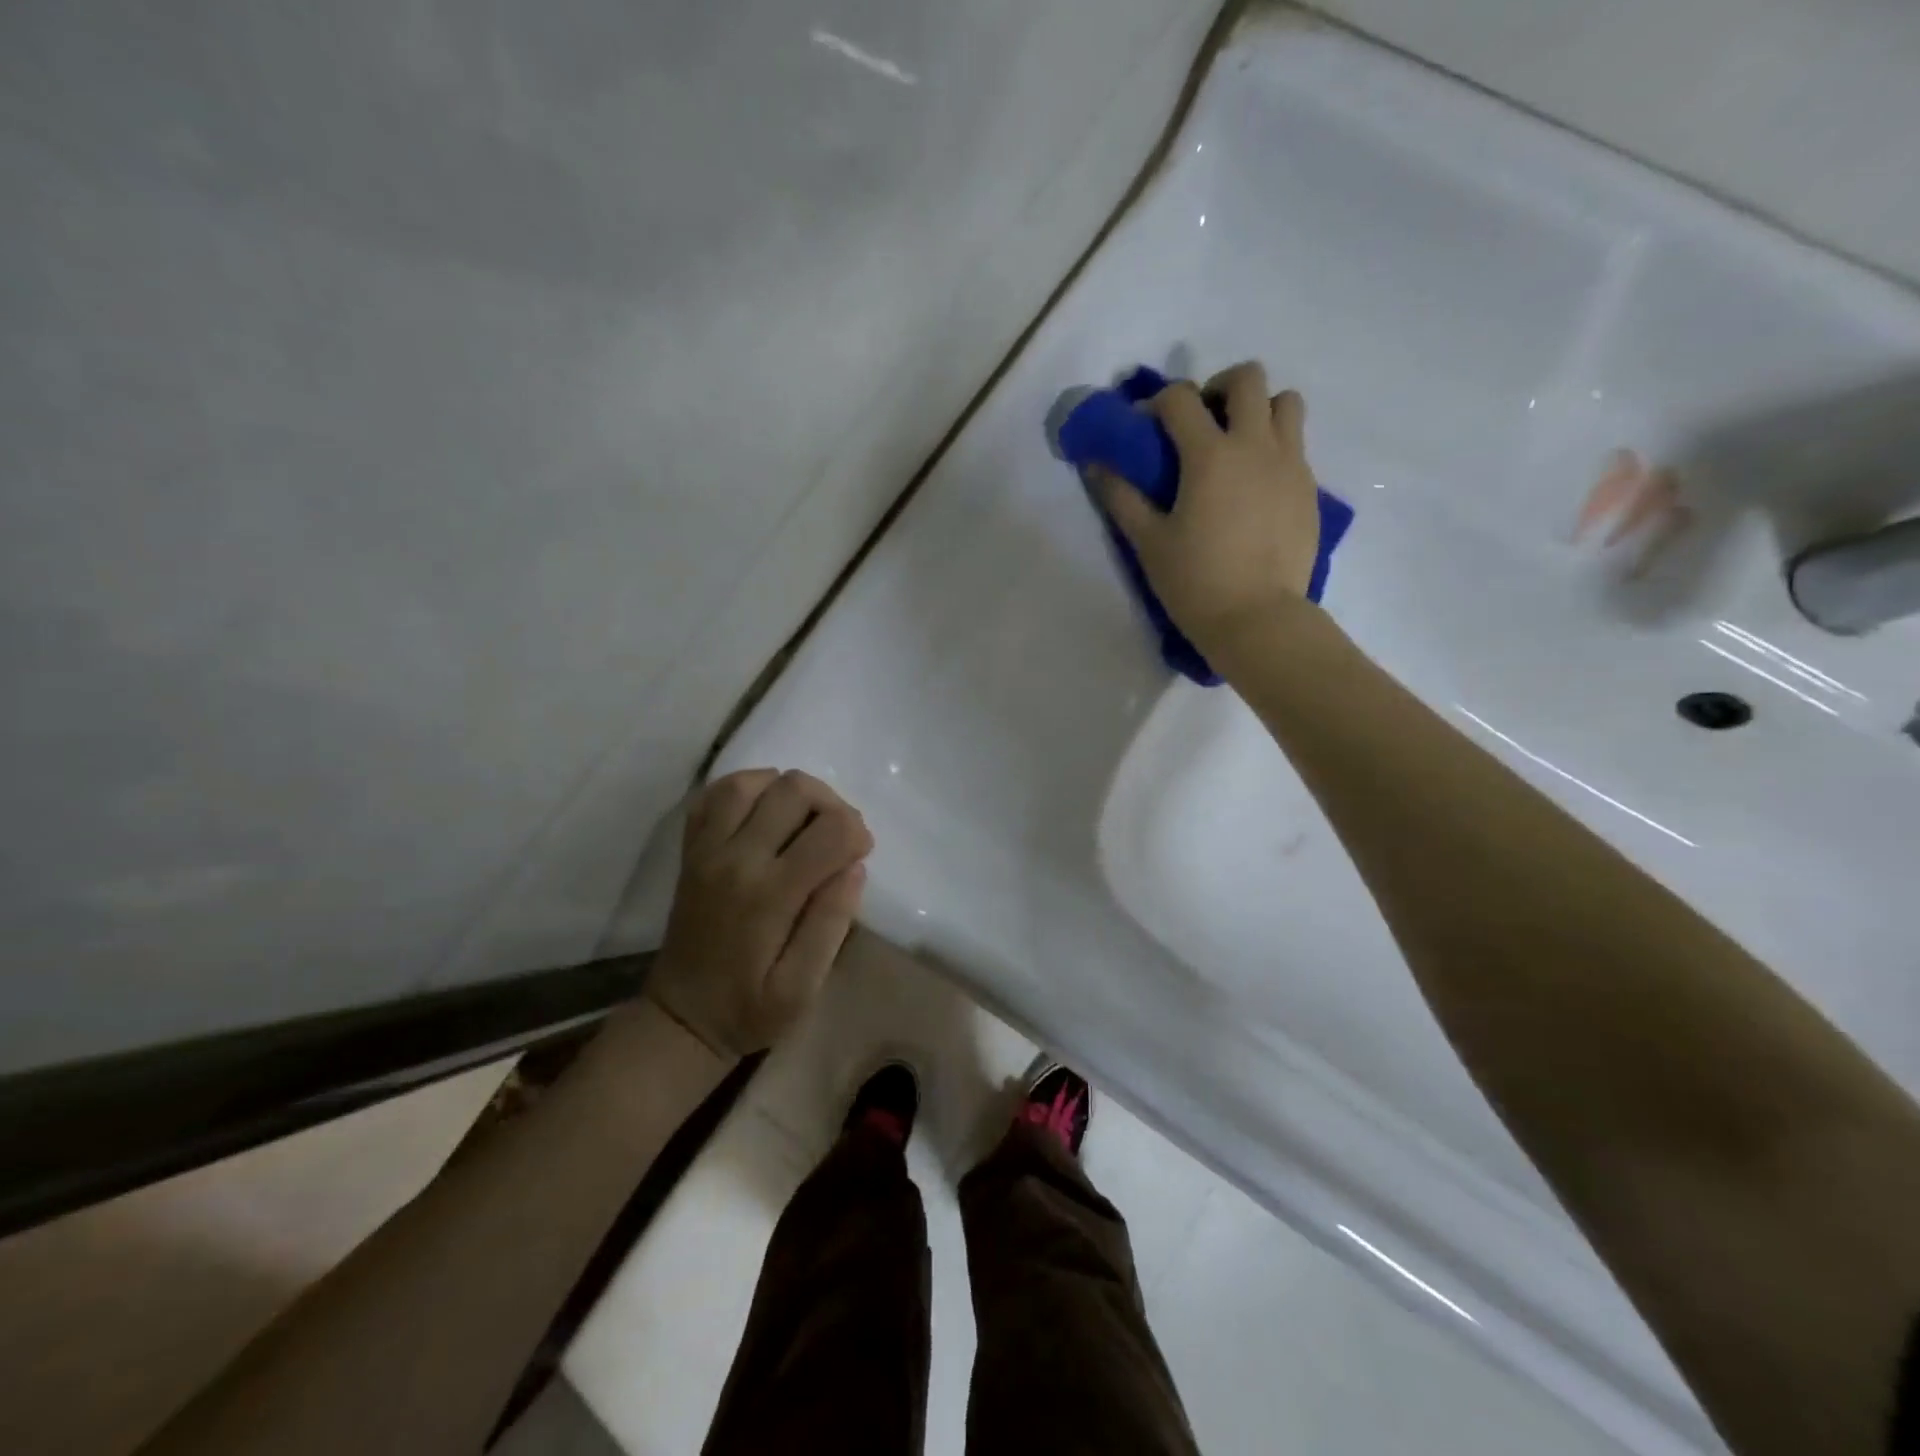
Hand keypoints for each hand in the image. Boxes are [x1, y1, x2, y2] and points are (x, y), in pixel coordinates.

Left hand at [644, 769, 872, 1059]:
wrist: (681, 1018)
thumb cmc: (749, 1010)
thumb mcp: (802, 989)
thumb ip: (831, 925)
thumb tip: (853, 868)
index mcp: (769, 895)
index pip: (830, 831)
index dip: (858, 834)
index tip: (860, 855)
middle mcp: (735, 859)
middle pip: (794, 790)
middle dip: (831, 804)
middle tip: (837, 838)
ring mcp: (707, 849)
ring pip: (752, 781)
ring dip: (789, 791)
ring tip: (804, 821)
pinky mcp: (691, 849)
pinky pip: (715, 794)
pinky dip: (747, 789)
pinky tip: (765, 811)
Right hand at [1095, 361, 1320, 656]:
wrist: (1257, 619)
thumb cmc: (1195, 582)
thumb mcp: (1148, 542)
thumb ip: (1121, 497)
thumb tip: (1095, 465)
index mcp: (1210, 455)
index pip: (1180, 398)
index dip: (1156, 403)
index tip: (1145, 427)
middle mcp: (1255, 446)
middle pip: (1247, 379)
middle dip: (1218, 389)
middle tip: (1201, 423)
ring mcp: (1290, 464)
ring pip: (1285, 402)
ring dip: (1258, 410)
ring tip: (1237, 445)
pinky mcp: (1309, 488)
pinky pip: (1296, 444)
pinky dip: (1274, 447)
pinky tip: (1254, 486)